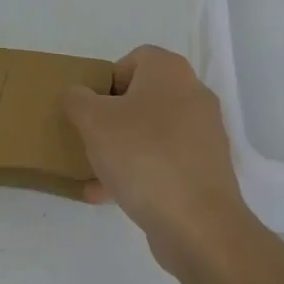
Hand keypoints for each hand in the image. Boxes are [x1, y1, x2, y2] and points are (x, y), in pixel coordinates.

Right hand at [62, 45, 253, 272]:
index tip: (90, 107)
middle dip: (112, 118)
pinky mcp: (206, 171)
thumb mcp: (93, 121)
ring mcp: (204, 136)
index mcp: (170, 72)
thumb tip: (77, 95)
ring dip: (121, 148)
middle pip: (142, 97)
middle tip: (90, 136)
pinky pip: (164, 162)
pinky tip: (109, 196)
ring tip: (94, 172)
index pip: (134, 59)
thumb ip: (77, 99)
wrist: (198, 225)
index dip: (107, 79)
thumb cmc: (142, 156)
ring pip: (151, 133)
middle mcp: (193, 95)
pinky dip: (139, 173)